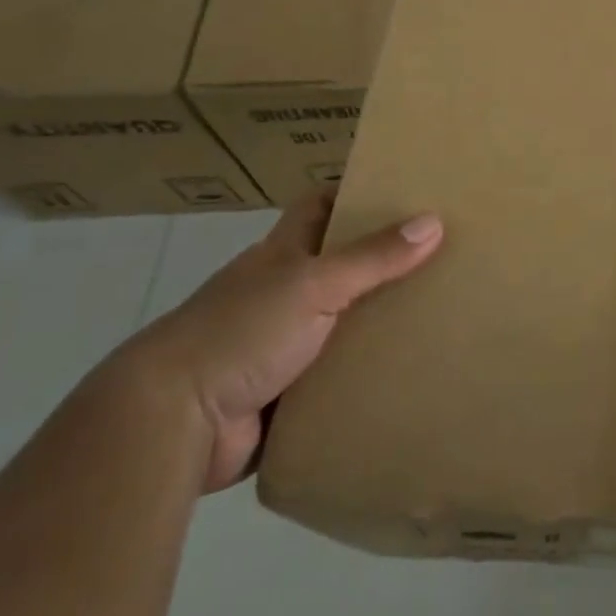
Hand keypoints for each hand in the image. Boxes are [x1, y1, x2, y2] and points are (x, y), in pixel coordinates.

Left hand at [122, 190, 444, 491]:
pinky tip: (407, 374)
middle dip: (384, 262)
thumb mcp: (313, 284)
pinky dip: (363, 376)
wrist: (172, 423)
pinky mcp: (283, 394)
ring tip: (438, 316)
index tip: (405, 192)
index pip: (319, 207)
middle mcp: (280, 293)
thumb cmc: (240, 332)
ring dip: (377, 324)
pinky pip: (335, 378)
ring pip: (341, 324)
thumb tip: (434, 221)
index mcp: (281, 255)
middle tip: (443, 258)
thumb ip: (373, 257)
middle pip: (339, 266)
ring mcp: (279, 345)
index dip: (355, 194)